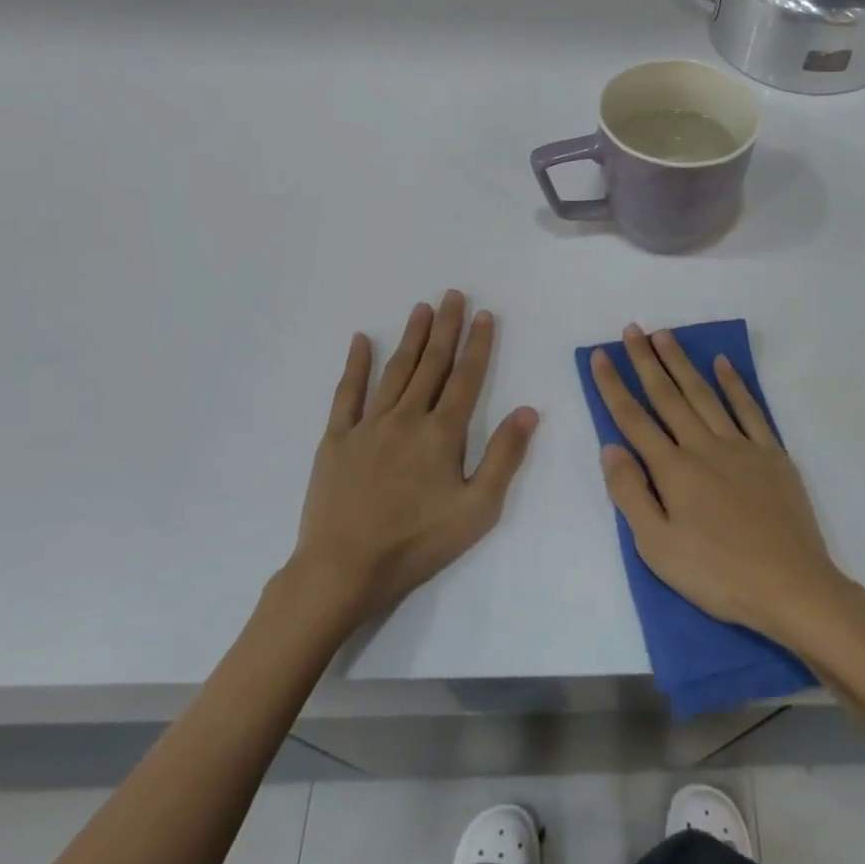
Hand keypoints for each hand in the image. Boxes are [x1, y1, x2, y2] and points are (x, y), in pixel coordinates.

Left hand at [287, 292, 537, 632]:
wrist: (344, 568)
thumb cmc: (418, 542)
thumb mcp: (477, 509)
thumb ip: (504, 456)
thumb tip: (528, 410)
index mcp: (442, 433)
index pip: (466, 378)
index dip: (478, 345)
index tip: (485, 315)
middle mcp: (407, 417)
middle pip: (431, 364)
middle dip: (446, 328)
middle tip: (454, 295)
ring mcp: (368, 425)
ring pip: (395, 370)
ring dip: (411, 337)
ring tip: (422, 308)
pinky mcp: (337, 438)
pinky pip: (347, 393)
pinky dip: (356, 365)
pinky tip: (361, 341)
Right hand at [590, 325, 858, 650]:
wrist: (791, 586)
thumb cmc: (717, 574)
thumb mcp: (658, 548)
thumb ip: (630, 494)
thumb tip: (610, 447)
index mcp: (673, 470)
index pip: (634, 419)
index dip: (614, 386)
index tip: (600, 355)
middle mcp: (704, 447)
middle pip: (668, 396)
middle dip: (646, 361)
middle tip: (632, 329)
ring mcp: (741, 447)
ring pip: (705, 395)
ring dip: (682, 363)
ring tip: (665, 336)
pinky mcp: (772, 455)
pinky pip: (750, 409)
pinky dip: (734, 384)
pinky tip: (722, 364)